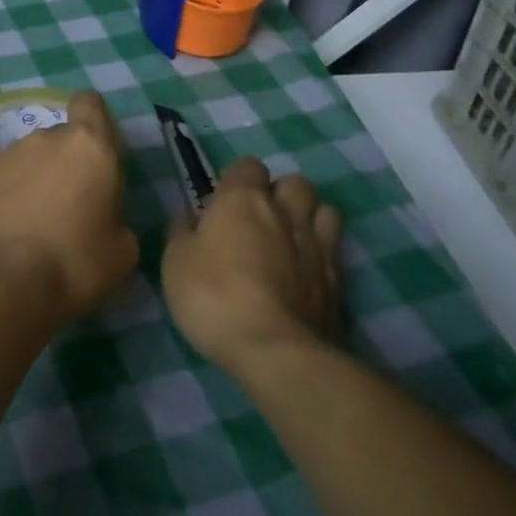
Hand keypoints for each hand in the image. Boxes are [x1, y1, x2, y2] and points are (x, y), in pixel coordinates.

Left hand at [0, 91, 137, 319]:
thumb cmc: (73, 262)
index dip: (93, 119)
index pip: (90, 104)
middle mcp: (45, 139)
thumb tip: (103, 220)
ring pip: (27, 160)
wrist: (0, 279)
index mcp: (89, 147)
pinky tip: (3, 231)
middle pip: (59, 139)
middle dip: (64, 165)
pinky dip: (4, 197)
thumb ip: (116, 219)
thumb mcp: (121, 251)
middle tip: (68, 208)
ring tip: (31, 226)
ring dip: (33, 182)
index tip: (95, 150)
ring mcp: (5, 155)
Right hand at [161, 157, 343, 376]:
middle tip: (259, 221)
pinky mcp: (339, 279)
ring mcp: (318, 244)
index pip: (248, 166)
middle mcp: (285, 212)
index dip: (236, 181)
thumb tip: (189, 216)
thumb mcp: (176, 264)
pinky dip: (322, 253)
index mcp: (243, 200)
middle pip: (294, 182)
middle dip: (280, 194)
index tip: (222, 205)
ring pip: (324, 209)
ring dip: (308, 217)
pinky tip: (305, 272)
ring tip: (289, 240)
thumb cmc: (214, 297)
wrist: (276, 350)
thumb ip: (182, 233)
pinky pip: (335, 249)